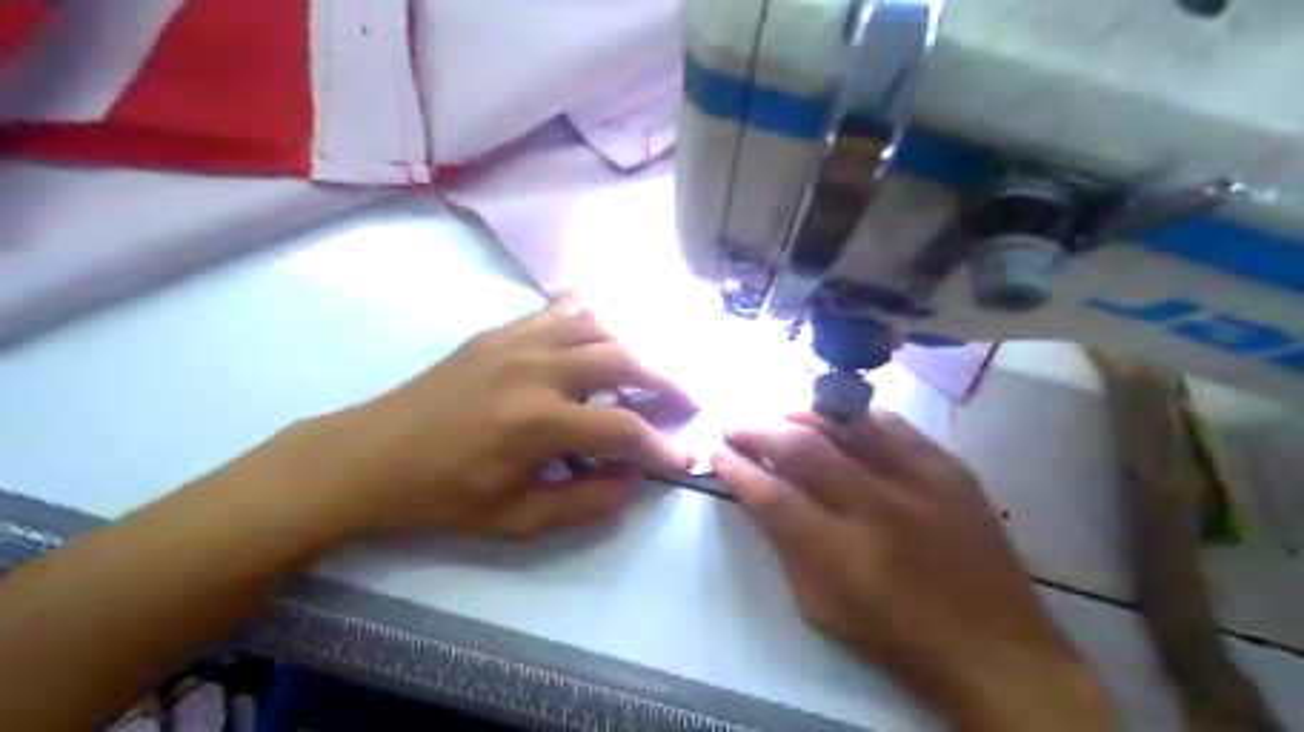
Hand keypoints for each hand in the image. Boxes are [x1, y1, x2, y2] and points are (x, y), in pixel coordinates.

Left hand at [298, 294, 690, 538]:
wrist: (371, 455)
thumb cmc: (444, 496)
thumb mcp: (517, 520)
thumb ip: (586, 502)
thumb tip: (633, 477)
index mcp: (539, 422)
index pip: (625, 428)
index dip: (663, 446)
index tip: (685, 457)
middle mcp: (538, 368)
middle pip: (627, 357)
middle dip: (669, 379)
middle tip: (691, 399)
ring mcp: (520, 340)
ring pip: (601, 323)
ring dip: (640, 342)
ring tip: (659, 366)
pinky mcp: (503, 330)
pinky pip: (563, 307)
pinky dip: (598, 313)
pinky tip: (613, 327)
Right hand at [709, 412, 1114, 731]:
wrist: (997, 650)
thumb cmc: (897, 639)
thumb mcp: (821, 608)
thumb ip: (786, 546)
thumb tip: (759, 495)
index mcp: (842, 555)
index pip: (771, 495)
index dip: (737, 469)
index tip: (718, 454)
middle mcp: (878, 507)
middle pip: (803, 448)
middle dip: (758, 430)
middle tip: (736, 426)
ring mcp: (920, 480)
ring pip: (846, 422)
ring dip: (801, 414)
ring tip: (778, 417)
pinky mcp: (950, 467)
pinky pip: (891, 423)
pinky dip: (853, 416)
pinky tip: (836, 420)